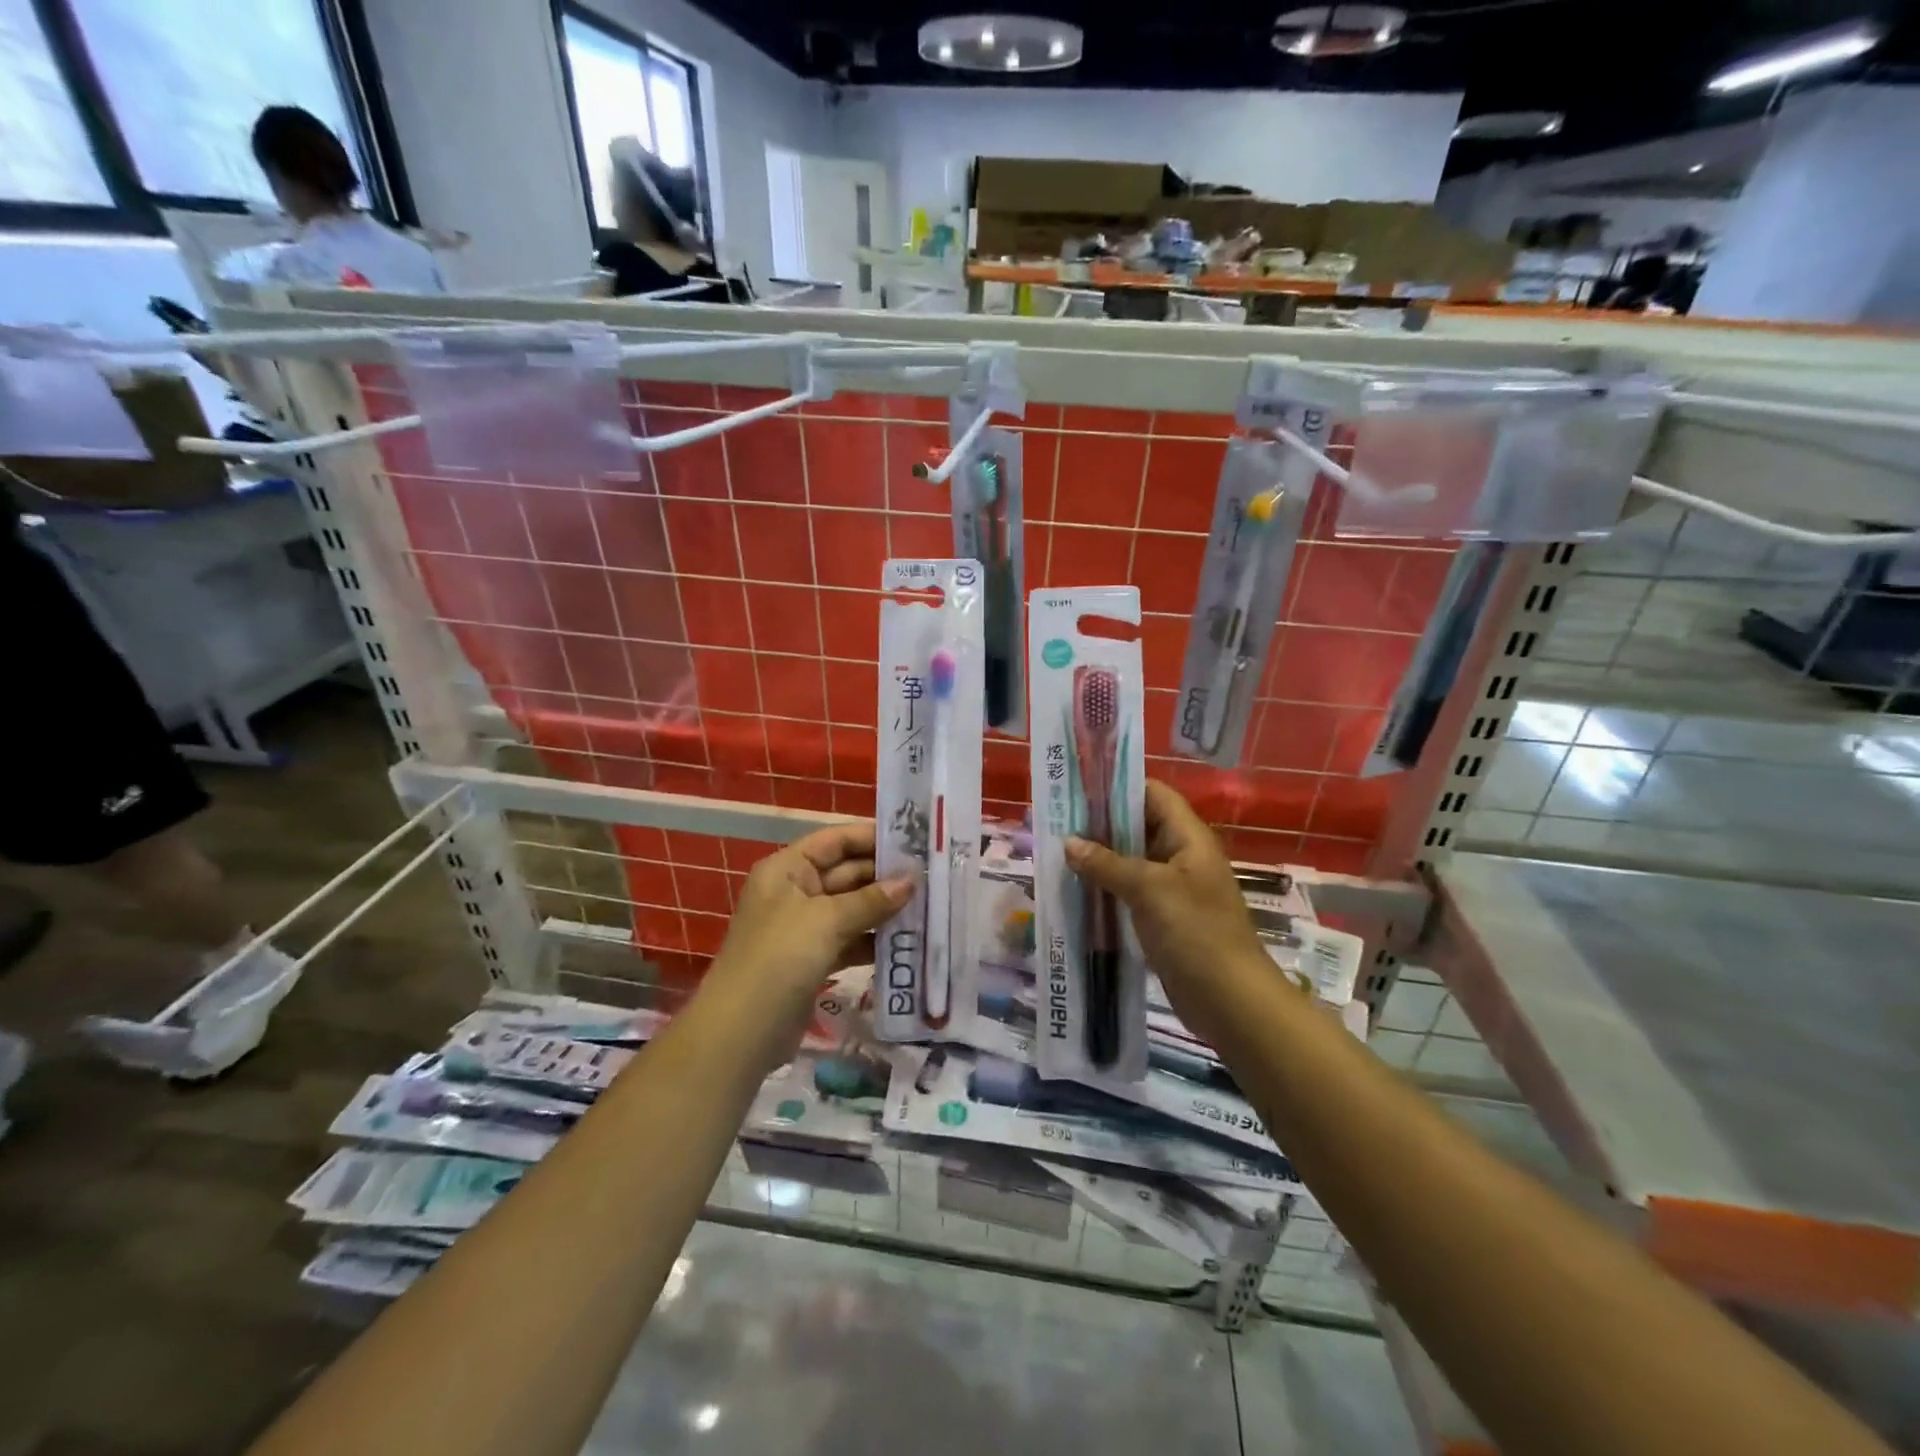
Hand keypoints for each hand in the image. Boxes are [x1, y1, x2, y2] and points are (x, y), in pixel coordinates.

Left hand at [709, 821, 911, 1014]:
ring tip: (929, 907)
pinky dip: (875, 940)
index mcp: (787, 869)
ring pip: (853, 908)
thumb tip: (911, 880)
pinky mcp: (814, 959)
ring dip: (885, 909)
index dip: (872, 837)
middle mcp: (795, 891)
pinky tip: (908, 942)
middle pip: (847, 873)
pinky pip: (851, 939)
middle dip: (886, 876)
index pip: (835, 840)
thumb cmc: (780, 958)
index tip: (915, 840)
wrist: (741, 1031)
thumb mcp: (827, 921)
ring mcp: (804, 927)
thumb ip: (871, 899)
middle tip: (932, 877)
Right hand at [1065, 781, 1271, 1026]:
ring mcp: (1173, 889)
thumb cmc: (1197, 934)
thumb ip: (1107, 864)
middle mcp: (1181, 857)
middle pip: (1138, 826)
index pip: (1153, 794)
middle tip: (1056, 822)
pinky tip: (1075, 890)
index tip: (1078, 787)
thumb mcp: (1150, 890)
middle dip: (1100, 824)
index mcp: (1188, 838)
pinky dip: (1105, 887)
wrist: (1232, 1002)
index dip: (1119, 786)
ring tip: (1056, 853)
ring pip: (1131, 861)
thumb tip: (1069, 843)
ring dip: (1099, 858)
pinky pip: (1130, 892)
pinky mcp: (1163, 918)